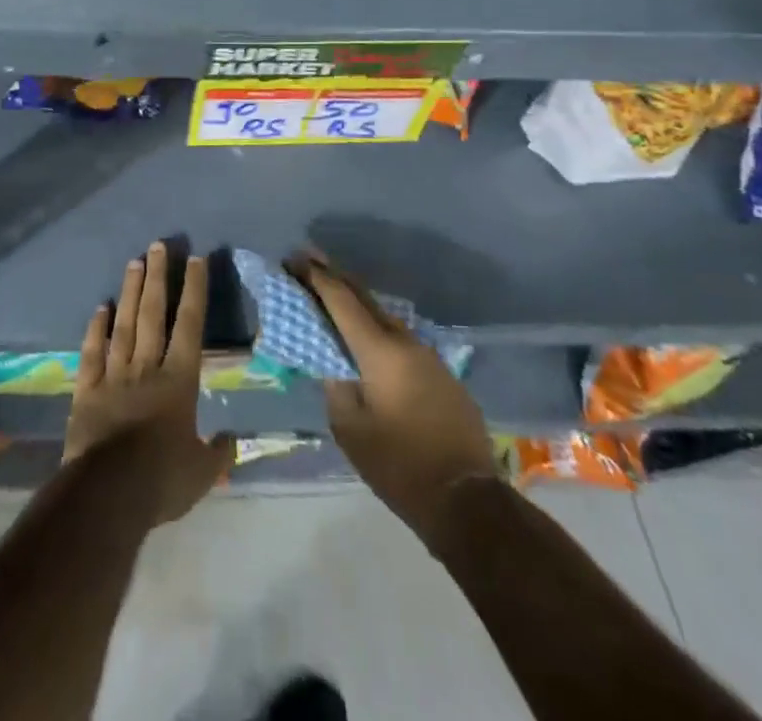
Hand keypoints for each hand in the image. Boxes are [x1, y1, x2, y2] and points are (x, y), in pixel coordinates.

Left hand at [65, 243, 235, 524]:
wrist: (108, 494)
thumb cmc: (162, 480)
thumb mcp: (202, 473)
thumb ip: (219, 453)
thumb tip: (232, 439)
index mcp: (179, 381)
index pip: (190, 325)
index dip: (194, 291)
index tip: (196, 259)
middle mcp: (147, 367)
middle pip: (153, 313)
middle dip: (158, 277)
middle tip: (158, 245)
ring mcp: (114, 374)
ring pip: (123, 324)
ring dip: (130, 292)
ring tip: (134, 262)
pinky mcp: (87, 389)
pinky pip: (92, 352)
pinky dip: (95, 328)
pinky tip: (100, 307)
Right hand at [295, 254, 495, 533]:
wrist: (468, 502)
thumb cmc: (400, 465)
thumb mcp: (350, 429)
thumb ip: (335, 386)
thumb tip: (335, 366)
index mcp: (380, 350)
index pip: (341, 300)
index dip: (316, 277)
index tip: (293, 258)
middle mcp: (406, 342)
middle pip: (365, 298)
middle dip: (335, 278)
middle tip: (309, 261)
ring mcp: (429, 357)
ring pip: (385, 319)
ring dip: (358, 305)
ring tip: (333, 299)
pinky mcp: (443, 376)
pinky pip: (402, 341)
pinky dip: (377, 331)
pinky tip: (367, 341)